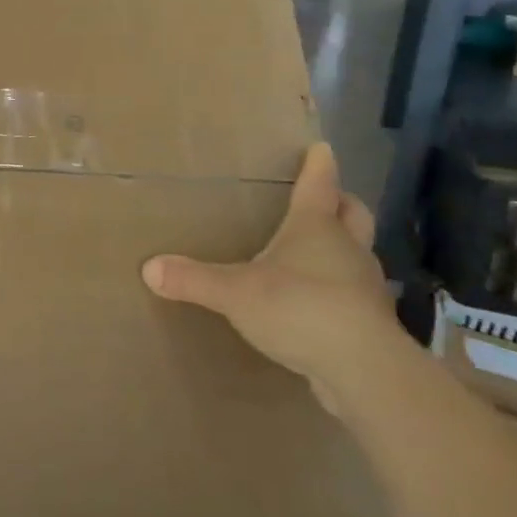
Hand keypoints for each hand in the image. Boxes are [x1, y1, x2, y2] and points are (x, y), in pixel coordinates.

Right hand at [141, 143, 395, 410]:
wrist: (363, 369)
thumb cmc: (300, 308)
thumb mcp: (235, 292)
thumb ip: (193, 279)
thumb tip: (148, 268)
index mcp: (315, 228)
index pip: (319, 184)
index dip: (318, 164)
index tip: (320, 147)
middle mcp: (346, 249)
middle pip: (353, 213)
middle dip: (341, 202)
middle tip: (326, 198)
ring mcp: (363, 286)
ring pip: (357, 254)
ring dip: (342, 248)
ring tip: (315, 253)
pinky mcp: (369, 322)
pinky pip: (352, 294)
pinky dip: (338, 290)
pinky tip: (316, 303)